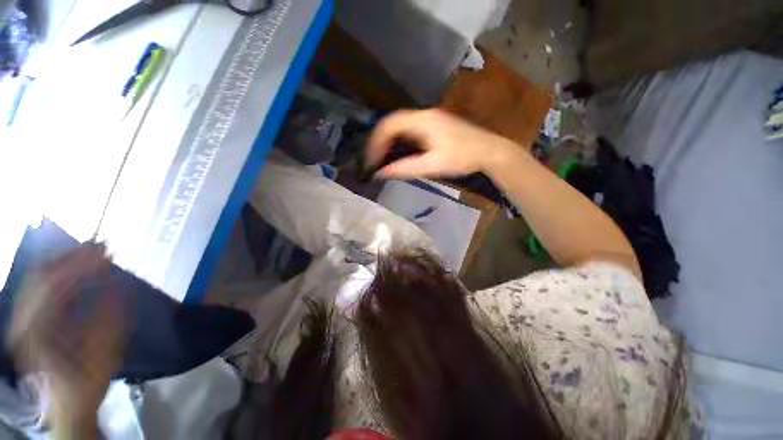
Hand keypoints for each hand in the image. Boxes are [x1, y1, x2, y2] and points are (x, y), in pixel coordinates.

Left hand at [10, 245, 123, 434]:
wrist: (67, 406)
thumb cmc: (86, 384)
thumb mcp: (103, 356)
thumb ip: (109, 320)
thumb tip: (120, 286)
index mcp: (37, 332)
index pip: (52, 284)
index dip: (79, 265)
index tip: (107, 253)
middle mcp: (24, 321)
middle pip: (42, 275)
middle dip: (72, 257)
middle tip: (103, 247)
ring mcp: (24, 320)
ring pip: (39, 278)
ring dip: (67, 263)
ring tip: (94, 254)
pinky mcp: (30, 320)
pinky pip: (42, 288)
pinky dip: (61, 274)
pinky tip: (80, 272)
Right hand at [366, 109, 521, 178]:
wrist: (489, 151)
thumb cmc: (461, 158)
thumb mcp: (432, 165)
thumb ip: (405, 168)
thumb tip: (381, 173)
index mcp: (422, 121)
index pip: (389, 124)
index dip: (376, 142)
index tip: (371, 159)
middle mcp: (423, 115)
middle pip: (392, 123)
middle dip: (380, 141)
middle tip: (374, 160)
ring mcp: (429, 118)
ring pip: (400, 126)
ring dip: (389, 141)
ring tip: (382, 158)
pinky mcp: (434, 125)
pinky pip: (409, 130)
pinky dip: (399, 141)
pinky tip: (399, 153)